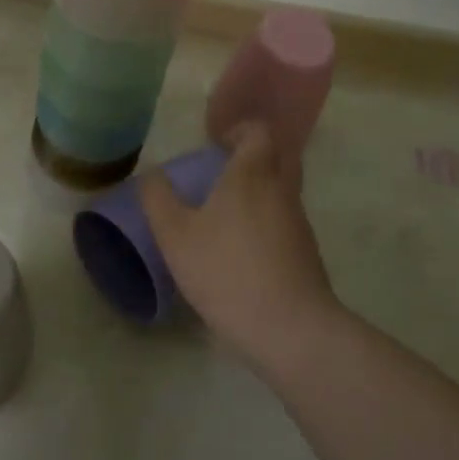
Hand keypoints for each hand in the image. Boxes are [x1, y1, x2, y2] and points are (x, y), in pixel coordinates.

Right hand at [138, 123, 339, 367]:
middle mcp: (281, 189)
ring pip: (282, 190)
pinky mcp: (307, 253)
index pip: (259, 131)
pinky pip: (286, 221)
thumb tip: (151, 173)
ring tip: (226, 215)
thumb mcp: (175, 236)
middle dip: (252, 158)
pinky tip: (242, 250)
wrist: (290, 328)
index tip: (216, 147)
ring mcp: (299, 222)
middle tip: (222, 175)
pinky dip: (267, 223)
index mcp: (252, 173)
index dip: (240, 131)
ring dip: (259, 192)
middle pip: (277, 156)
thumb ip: (158, 199)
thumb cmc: (227, 271)